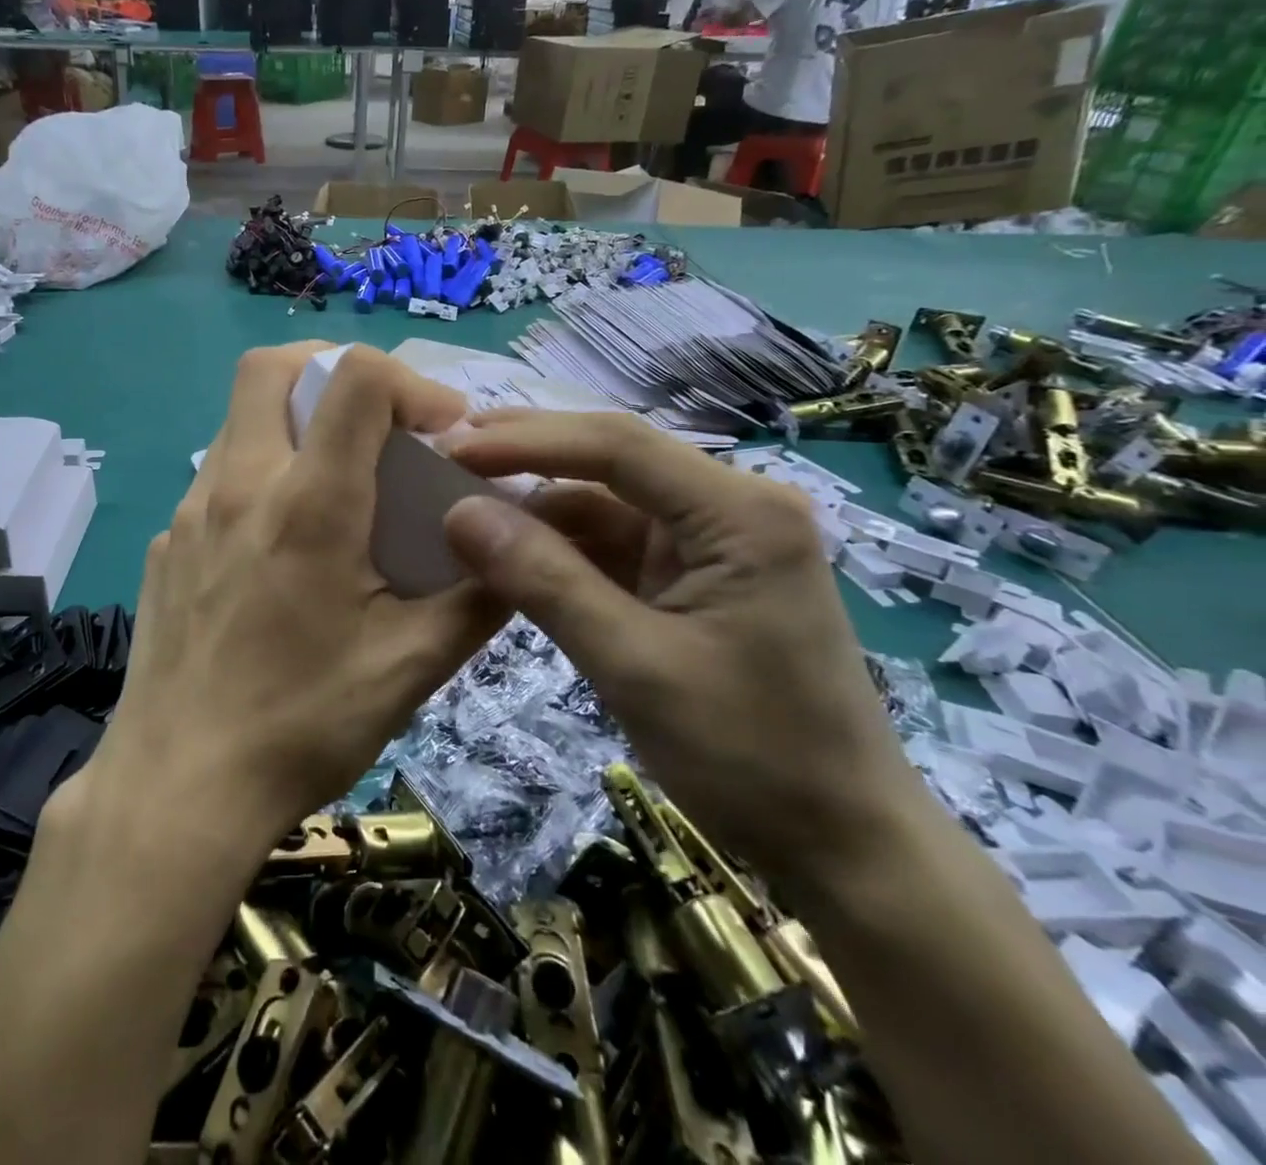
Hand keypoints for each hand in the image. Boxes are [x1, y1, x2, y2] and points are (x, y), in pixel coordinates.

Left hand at [82, 344, 510, 853]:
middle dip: (331, 369)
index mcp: (309, 503)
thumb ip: (477, 598)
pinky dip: (261, 477)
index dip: (409, 381)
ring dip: (294, 424)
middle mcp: (239, 485)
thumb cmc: (302, 725)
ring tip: (337, 484)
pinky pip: (217, 478)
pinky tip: (281, 547)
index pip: (354, 378)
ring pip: (240, 420)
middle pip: (271, 367)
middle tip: (376, 420)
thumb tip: (521, 549)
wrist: (179, 788)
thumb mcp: (411, 667)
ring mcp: (190, 512)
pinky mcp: (166, 544)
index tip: (439, 431)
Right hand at [441, 410, 931, 898]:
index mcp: (739, 512)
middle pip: (611, 460)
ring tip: (460, 506)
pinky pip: (612, 544)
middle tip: (444, 454)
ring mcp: (712, 541)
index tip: (451, 449)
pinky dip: (557, 548)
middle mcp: (731, 507)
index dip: (525, 441)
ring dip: (534, 507)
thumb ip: (544, 581)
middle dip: (526, 456)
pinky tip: (506, 553)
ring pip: (604, 501)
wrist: (843, 846)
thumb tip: (458, 513)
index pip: (616, 446)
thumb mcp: (633, 666)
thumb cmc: (750, 757)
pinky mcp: (694, 575)